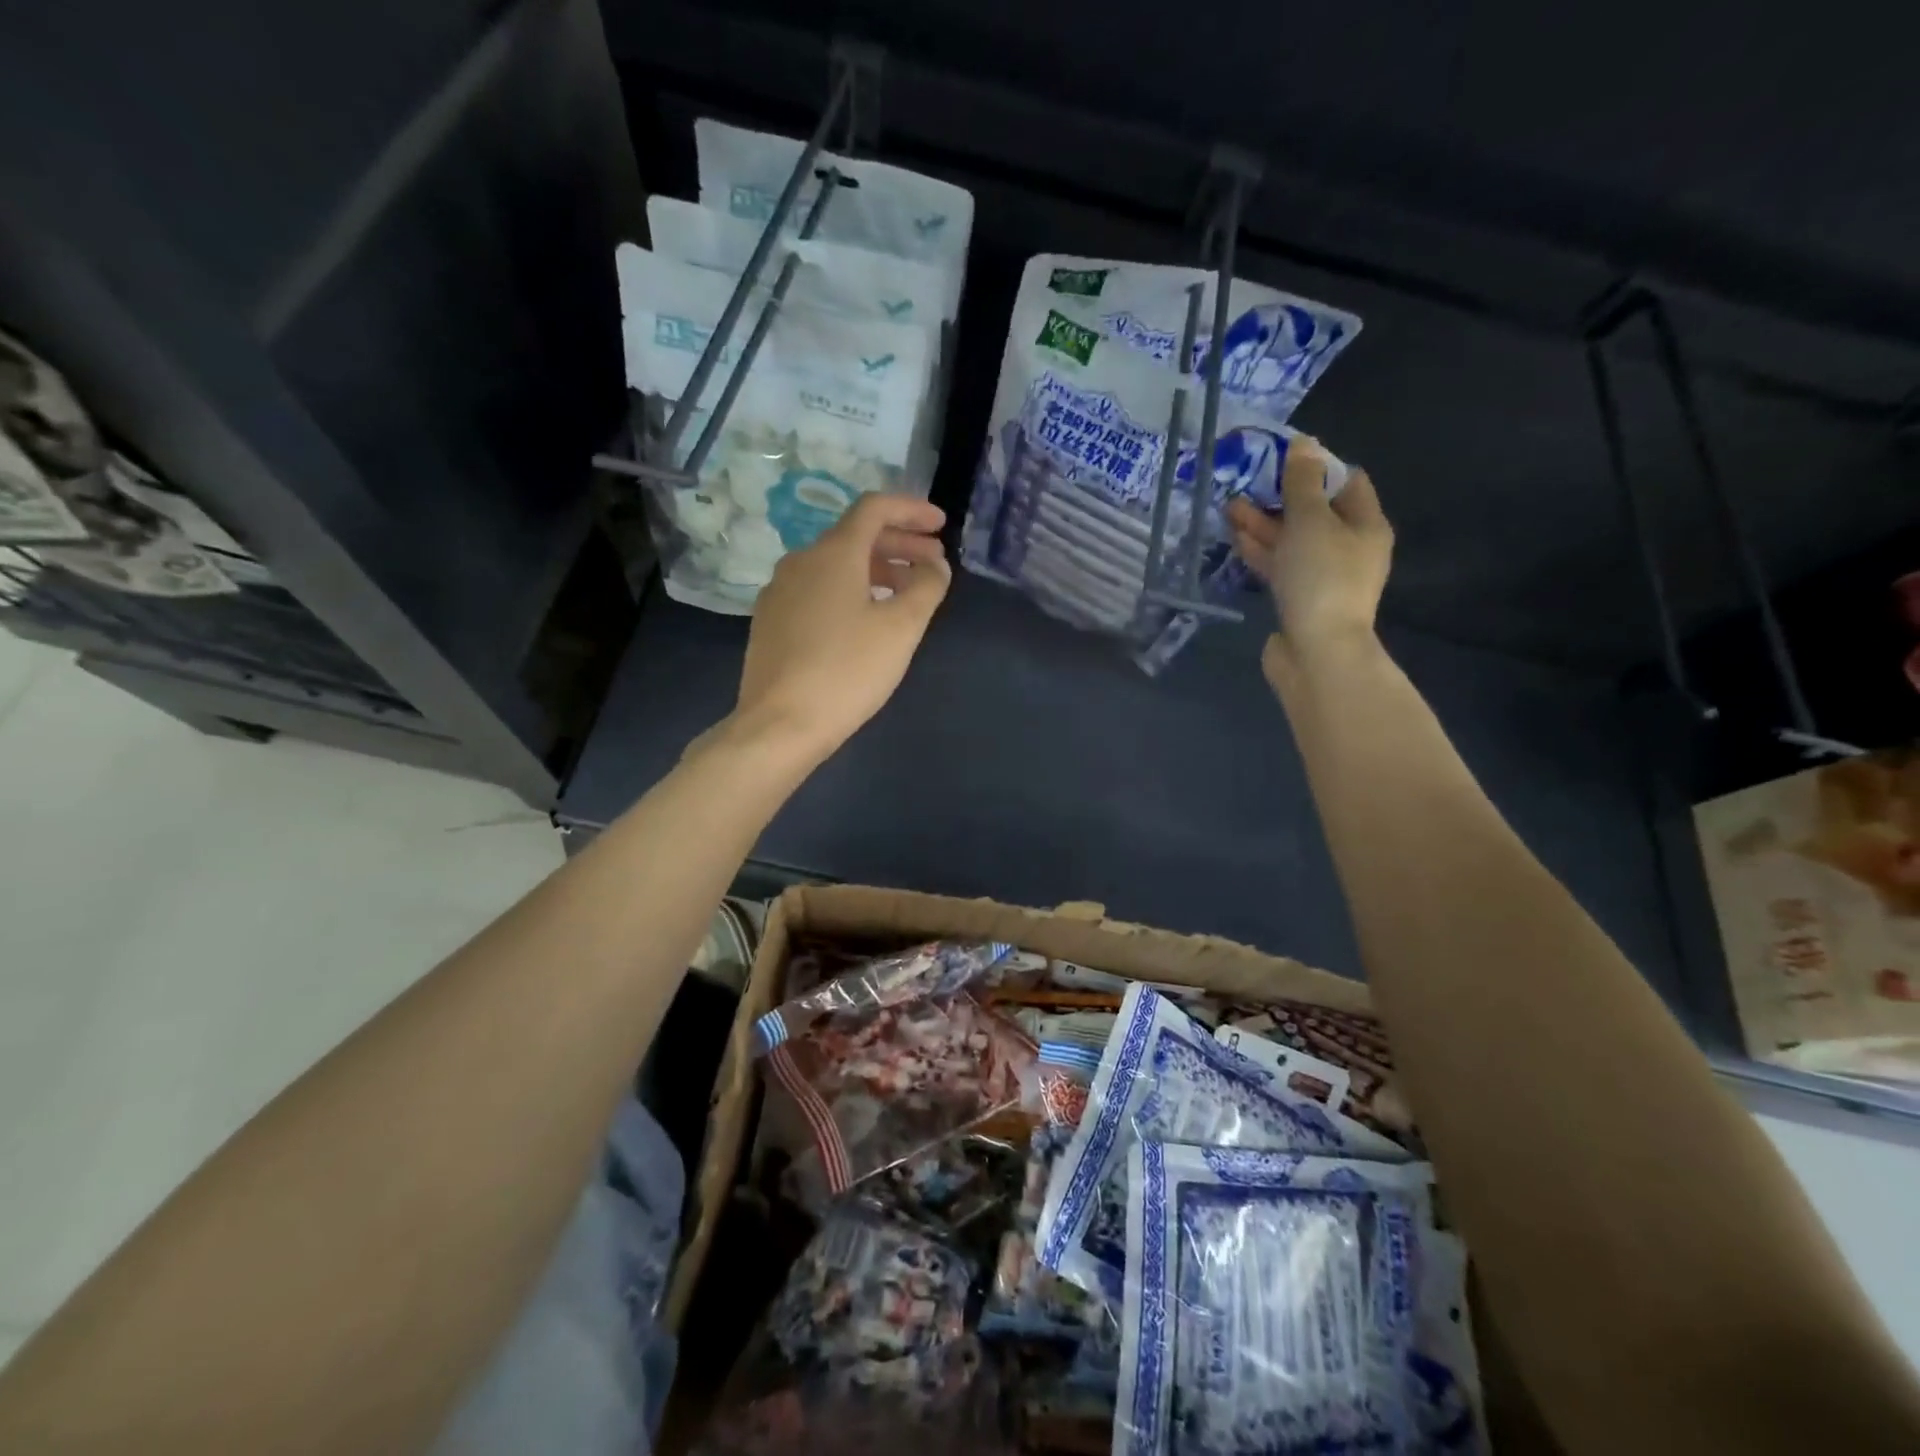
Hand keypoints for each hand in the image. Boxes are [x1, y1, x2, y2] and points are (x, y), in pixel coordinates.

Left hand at [732, 493, 951, 763]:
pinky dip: (850, 590)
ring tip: (905, 595)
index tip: (940, 525)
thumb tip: (934, 565)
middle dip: (900, 544)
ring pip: (836, 565)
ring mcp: (780, 591)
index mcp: (833, 553)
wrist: (779, 724)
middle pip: (855, 536)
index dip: (911, 510)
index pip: (874, 508)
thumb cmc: (847, 671)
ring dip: (876, 570)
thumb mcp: (901, 629)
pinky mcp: (771, 621)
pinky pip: (818, 590)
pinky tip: (865, 620)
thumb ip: (926, 587)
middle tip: (933, 564)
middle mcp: (801, 561)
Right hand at [1227, 441, 1391, 680]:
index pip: (1346, 481)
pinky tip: (1236, 538)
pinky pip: (1280, 566)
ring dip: (1263, 524)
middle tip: (1247, 481)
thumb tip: (1304, 444)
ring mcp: (1323, 576)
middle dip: (1281, 497)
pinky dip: (1261, 551)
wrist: (1317, 652)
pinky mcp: (1299, 599)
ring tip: (1229, 507)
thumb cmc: (1321, 578)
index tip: (1282, 457)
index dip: (1316, 466)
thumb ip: (1302, 483)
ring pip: (1292, 541)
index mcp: (1365, 525)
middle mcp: (1349, 548)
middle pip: (1315, 512)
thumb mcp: (1310, 521)